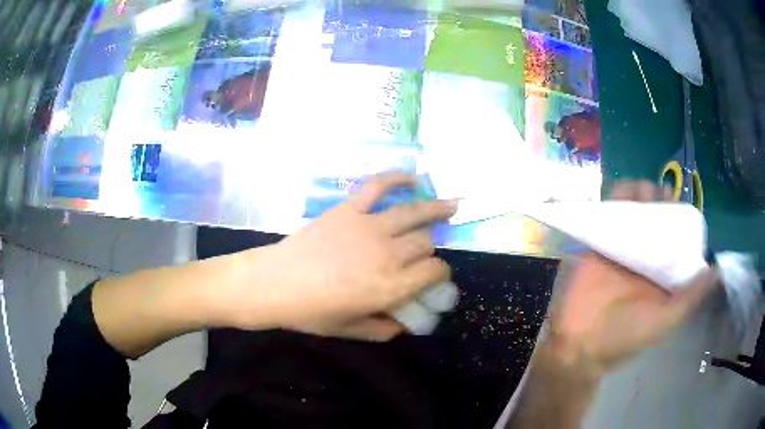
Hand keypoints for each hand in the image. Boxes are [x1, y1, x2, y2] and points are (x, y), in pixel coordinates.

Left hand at [222, 173, 457, 340]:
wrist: (274, 283)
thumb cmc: (310, 312)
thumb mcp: (349, 330)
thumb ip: (382, 330)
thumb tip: (403, 326)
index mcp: (391, 287)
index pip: (434, 271)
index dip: (440, 273)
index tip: (435, 275)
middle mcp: (388, 254)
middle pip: (426, 242)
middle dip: (430, 248)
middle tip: (423, 251)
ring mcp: (369, 227)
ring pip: (414, 213)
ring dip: (437, 208)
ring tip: (453, 204)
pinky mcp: (349, 209)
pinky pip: (378, 187)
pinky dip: (397, 178)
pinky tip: (413, 177)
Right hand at [545, 180, 718, 375]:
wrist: (581, 342)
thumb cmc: (626, 335)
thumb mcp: (666, 321)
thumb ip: (691, 298)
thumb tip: (717, 272)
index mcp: (663, 276)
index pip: (676, 241)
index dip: (682, 221)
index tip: (683, 207)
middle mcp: (646, 260)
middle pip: (657, 222)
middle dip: (662, 203)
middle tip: (664, 194)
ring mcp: (623, 250)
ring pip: (636, 214)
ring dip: (643, 196)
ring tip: (647, 190)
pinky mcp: (601, 245)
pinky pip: (610, 215)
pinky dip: (618, 198)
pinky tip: (626, 189)